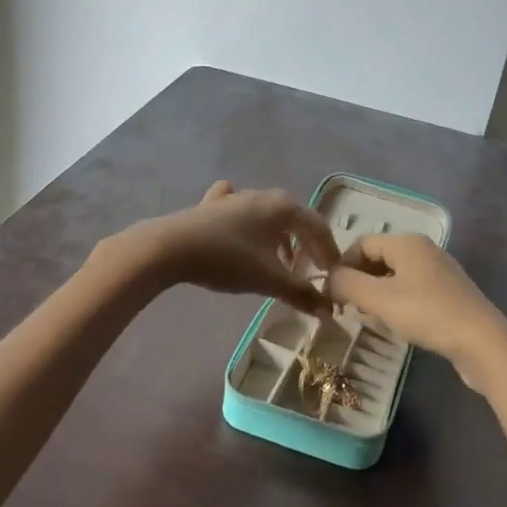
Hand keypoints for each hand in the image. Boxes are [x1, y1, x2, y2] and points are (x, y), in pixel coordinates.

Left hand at [120, 181, 339, 313]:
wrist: (171, 247)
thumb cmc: (229, 259)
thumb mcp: (270, 280)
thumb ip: (301, 294)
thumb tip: (328, 311)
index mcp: (284, 207)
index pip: (318, 227)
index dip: (330, 251)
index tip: (335, 273)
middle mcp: (264, 195)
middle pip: (295, 219)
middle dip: (306, 244)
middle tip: (311, 269)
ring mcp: (236, 198)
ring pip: (268, 215)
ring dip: (280, 237)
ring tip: (282, 261)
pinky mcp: (211, 205)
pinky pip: (239, 210)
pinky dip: (248, 222)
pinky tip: (242, 227)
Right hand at [326, 234, 506, 379]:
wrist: (482, 342)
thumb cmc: (427, 313)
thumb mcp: (379, 299)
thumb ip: (347, 284)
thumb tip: (330, 279)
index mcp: (406, 242)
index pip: (361, 244)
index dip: (342, 266)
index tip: (331, 294)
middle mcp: (423, 250)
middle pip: (378, 258)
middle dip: (359, 282)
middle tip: (347, 309)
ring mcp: (438, 272)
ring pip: (394, 277)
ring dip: (376, 295)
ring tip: (369, 319)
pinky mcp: (448, 295)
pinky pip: (411, 291)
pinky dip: (396, 304)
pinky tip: (395, 325)